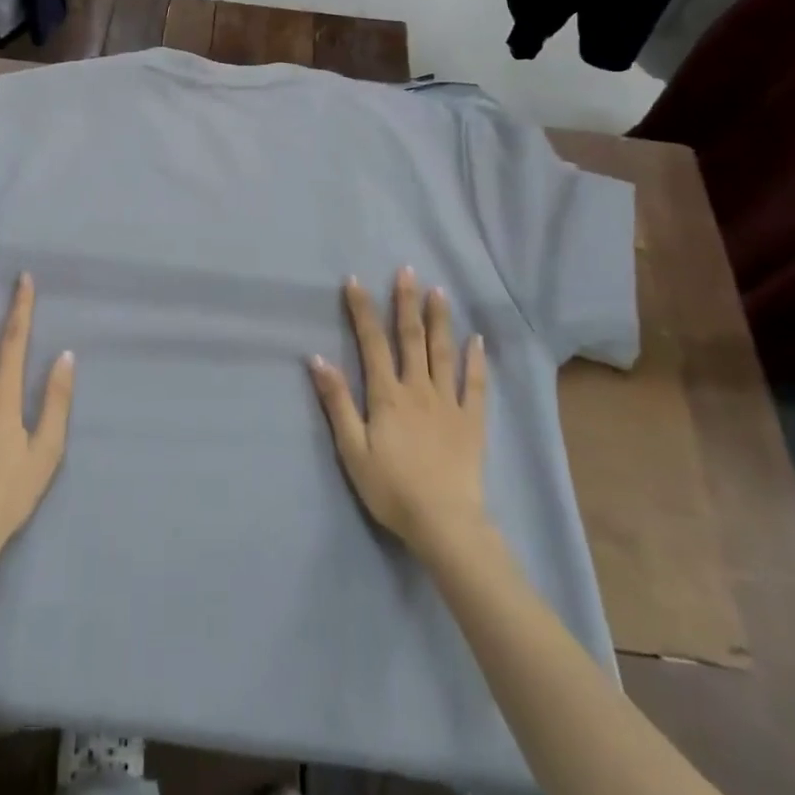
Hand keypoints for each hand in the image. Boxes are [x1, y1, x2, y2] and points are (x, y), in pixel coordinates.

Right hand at [309, 268, 490, 562]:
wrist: (443, 523)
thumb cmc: (391, 488)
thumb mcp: (352, 449)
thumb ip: (337, 402)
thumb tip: (318, 359)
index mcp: (387, 395)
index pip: (372, 343)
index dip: (363, 311)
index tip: (356, 282)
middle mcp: (418, 389)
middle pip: (411, 338)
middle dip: (406, 302)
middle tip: (406, 270)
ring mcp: (448, 402)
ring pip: (443, 352)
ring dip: (439, 320)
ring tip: (438, 291)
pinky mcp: (472, 420)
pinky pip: (475, 384)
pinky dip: (476, 360)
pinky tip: (477, 340)